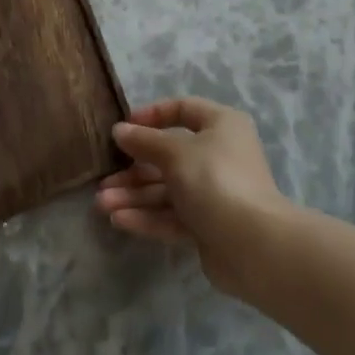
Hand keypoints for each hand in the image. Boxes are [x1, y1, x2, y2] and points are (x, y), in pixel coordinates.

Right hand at [95, 97, 291, 298]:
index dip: (153, 116)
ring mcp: (214, 192)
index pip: (183, 110)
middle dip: (134, 168)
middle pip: (170, 155)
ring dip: (135, 195)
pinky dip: (148, 216)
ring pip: (168, 189)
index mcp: (221, 126)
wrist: (253, 245)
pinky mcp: (208, 225)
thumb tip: (120, 130)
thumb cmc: (215, 180)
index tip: (124, 128)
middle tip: (104, 178)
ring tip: (101, 204)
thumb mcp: (176, 153)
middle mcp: (220, 155)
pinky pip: (173, 215)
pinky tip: (118, 219)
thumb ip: (145, 141)